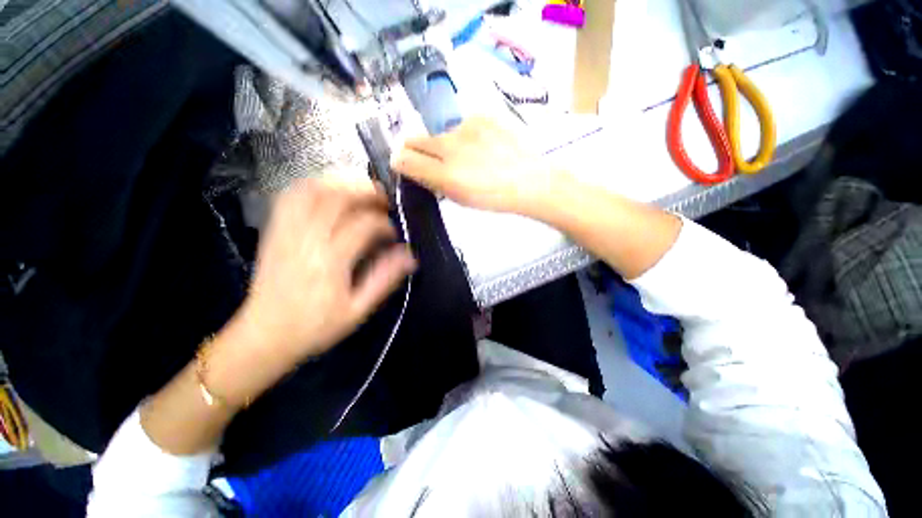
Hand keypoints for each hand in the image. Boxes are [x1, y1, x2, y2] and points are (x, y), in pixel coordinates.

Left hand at [238, 178, 415, 365]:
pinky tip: (328, 190)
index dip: (384, 224)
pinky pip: (290, 196)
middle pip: (337, 198)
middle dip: (366, 192)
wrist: (264, 335)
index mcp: (330, 261)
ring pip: (312, 190)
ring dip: (340, 183)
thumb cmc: (315, 326)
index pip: (363, 225)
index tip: (394, 233)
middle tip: (384, 199)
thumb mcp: (358, 310)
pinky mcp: (274, 230)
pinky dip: (312, 186)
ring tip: (360, 189)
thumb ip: (384, 279)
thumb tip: (410, 255)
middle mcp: (306, 239)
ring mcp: (286, 231)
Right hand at [390, 117, 561, 214]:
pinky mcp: (482, 116)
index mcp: (446, 174)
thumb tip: (411, 166)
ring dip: (447, 144)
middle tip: (432, 160)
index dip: (401, 161)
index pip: (405, 159)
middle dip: (416, 150)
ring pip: (441, 134)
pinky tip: (483, 145)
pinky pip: (463, 125)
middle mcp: (450, 147)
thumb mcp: (459, 197)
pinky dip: (467, 135)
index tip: (405, 164)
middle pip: (416, 140)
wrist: (528, 180)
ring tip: (470, 156)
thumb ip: (432, 181)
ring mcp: (466, 127)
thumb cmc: (493, 197)